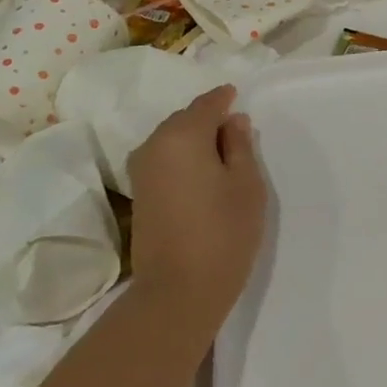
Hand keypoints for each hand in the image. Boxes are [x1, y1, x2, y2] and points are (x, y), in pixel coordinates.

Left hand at [126, 85, 266, 332]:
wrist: (179, 290)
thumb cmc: (224, 231)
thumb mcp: (247, 184)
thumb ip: (240, 145)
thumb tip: (232, 121)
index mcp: (182, 136)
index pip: (206, 104)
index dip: (224, 99)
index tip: (239, 96)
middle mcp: (153, 146)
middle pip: (185, 119)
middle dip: (209, 119)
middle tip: (237, 128)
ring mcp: (141, 171)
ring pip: (172, 140)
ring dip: (196, 140)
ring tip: (225, 152)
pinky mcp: (140, 194)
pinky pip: (165, 159)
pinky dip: (184, 157)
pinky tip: (205, 171)